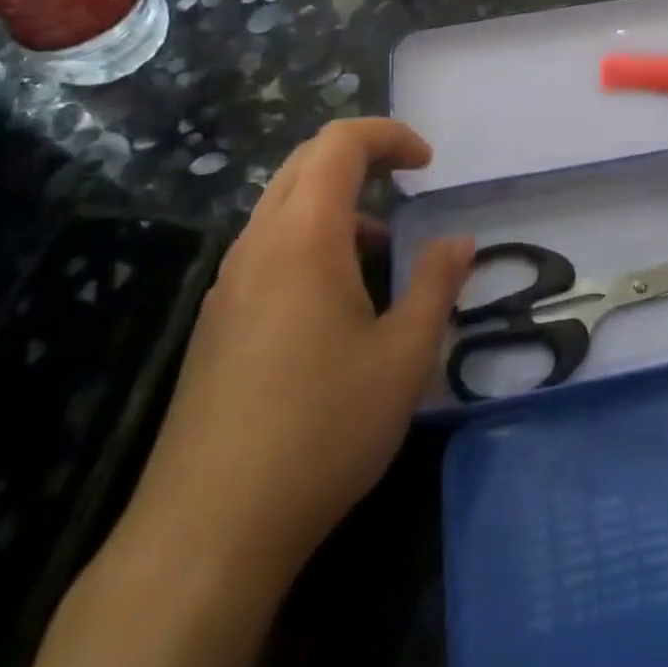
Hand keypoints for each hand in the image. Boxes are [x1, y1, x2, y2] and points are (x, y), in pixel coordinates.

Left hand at [112, 119, 472, 601]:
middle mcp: (258, 246)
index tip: (427, 162)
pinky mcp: (216, 323)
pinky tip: (338, 302)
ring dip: (335, 203)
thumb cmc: (322, 429)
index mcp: (304, 237)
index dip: (388, 135)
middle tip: (408, 181)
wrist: (208, 531)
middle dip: (361, 156)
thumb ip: (436, 284)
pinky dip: (311, 241)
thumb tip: (459, 241)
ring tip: (382, 248)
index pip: (339, 144)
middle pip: (304, 164)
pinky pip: (267, 249)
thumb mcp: (404, 355)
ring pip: (282, 207)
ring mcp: (229, 285)